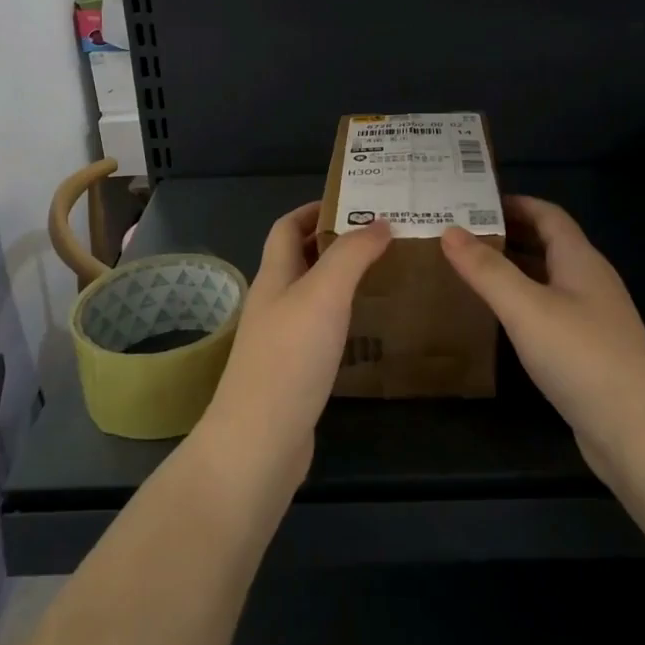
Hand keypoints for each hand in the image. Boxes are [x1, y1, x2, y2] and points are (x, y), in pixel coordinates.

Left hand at [197, 203, 391, 491]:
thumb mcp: (324, 294)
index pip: (287, 227)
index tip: (356, 201)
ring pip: (312, 295)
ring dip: (342, 279)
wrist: (259, 443)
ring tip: (385, 274)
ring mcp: (281, 340)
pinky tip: (370, 327)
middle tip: (382, 236)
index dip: (315, 209)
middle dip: (335, 242)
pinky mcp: (294, 372)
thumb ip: (351, 255)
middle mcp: (273, 302)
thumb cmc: (290, 358)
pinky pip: (321, 330)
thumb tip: (378, 222)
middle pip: (300, 258)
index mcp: (274, 276)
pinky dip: (344, 317)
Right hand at [441, 197, 644, 485]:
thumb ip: (487, 270)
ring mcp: (593, 317)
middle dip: (507, 233)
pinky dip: (522, 301)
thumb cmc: (581, 357)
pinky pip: (550, 309)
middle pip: (548, 243)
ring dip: (513, 268)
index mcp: (581, 260)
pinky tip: (499, 316)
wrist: (637, 432)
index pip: (548, 214)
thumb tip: (450, 230)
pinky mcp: (589, 349)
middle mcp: (590, 281)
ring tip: (470, 269)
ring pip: (548, 278)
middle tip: (460, 234)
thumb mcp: (526, 308)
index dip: (514, 203)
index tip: (471, 202)